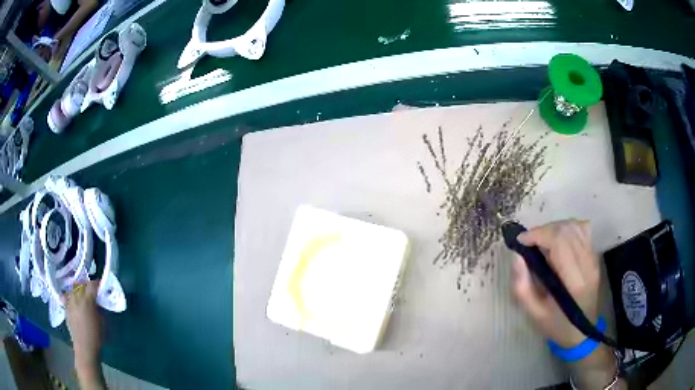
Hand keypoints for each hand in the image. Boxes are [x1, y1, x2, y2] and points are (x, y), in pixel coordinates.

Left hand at [64, 280, 105, 389]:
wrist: (85, 348)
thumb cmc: (97, 337)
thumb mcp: (103, 323)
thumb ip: (100, 309)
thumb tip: (98, 303)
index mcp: (87, 300)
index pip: (92, 285)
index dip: (97, 284)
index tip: (101, 286)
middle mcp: (77, 298)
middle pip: (81, 284)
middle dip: (87, 286)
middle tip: (92, 292)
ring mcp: (70, 303)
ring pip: (73, 289)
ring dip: (78, 290)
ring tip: (82, 296)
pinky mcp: (66, 309)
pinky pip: (67, 298)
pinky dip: (70, 297)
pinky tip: (74, 302)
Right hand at [510, 220, 624, 388]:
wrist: (582, 332)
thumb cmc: (557, 326)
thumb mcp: (534, 313)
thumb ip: (522, 286)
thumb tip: (516, 256)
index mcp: (573, 282)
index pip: (559, 242)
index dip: (538, 235)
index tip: (520, 241)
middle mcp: (587, 265)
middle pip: (566, 230)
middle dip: (543, 230)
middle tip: (528, 242)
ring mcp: (593, 258)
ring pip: (575, 226)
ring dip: (554, 227)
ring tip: (542, 240)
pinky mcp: (595, 256)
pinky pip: (583, 229)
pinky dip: (567, 228)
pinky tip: (559, 239)